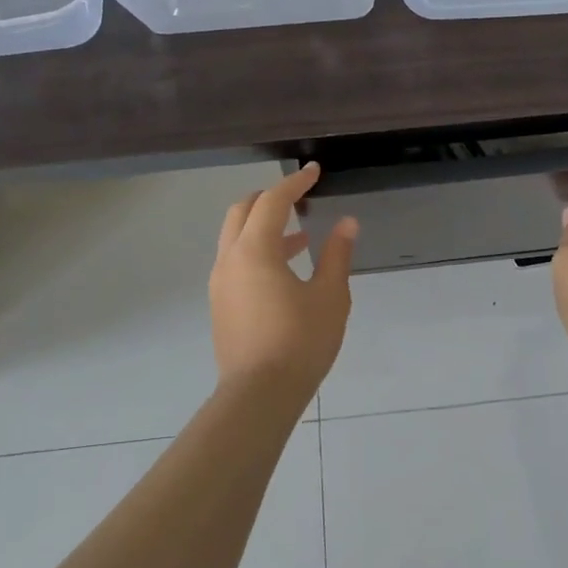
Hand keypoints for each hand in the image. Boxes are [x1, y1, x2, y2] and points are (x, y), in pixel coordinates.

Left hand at [210, 164, 357, 391]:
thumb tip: (347, 223)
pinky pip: (236, 261)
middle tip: (299, 197)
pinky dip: (257, 250)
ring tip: (301, 236)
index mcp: (255, 250)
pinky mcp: (221, 304)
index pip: (273, 201)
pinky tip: (286, 269)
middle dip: (270, 198)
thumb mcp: (330, 296)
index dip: (295, 183)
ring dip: (264, 226)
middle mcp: (230, 259)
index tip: (315, 171)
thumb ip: (337, 254)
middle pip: (243, 211)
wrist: (259, 396)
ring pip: (236, 237)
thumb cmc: (300, 342)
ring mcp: (221, 283)